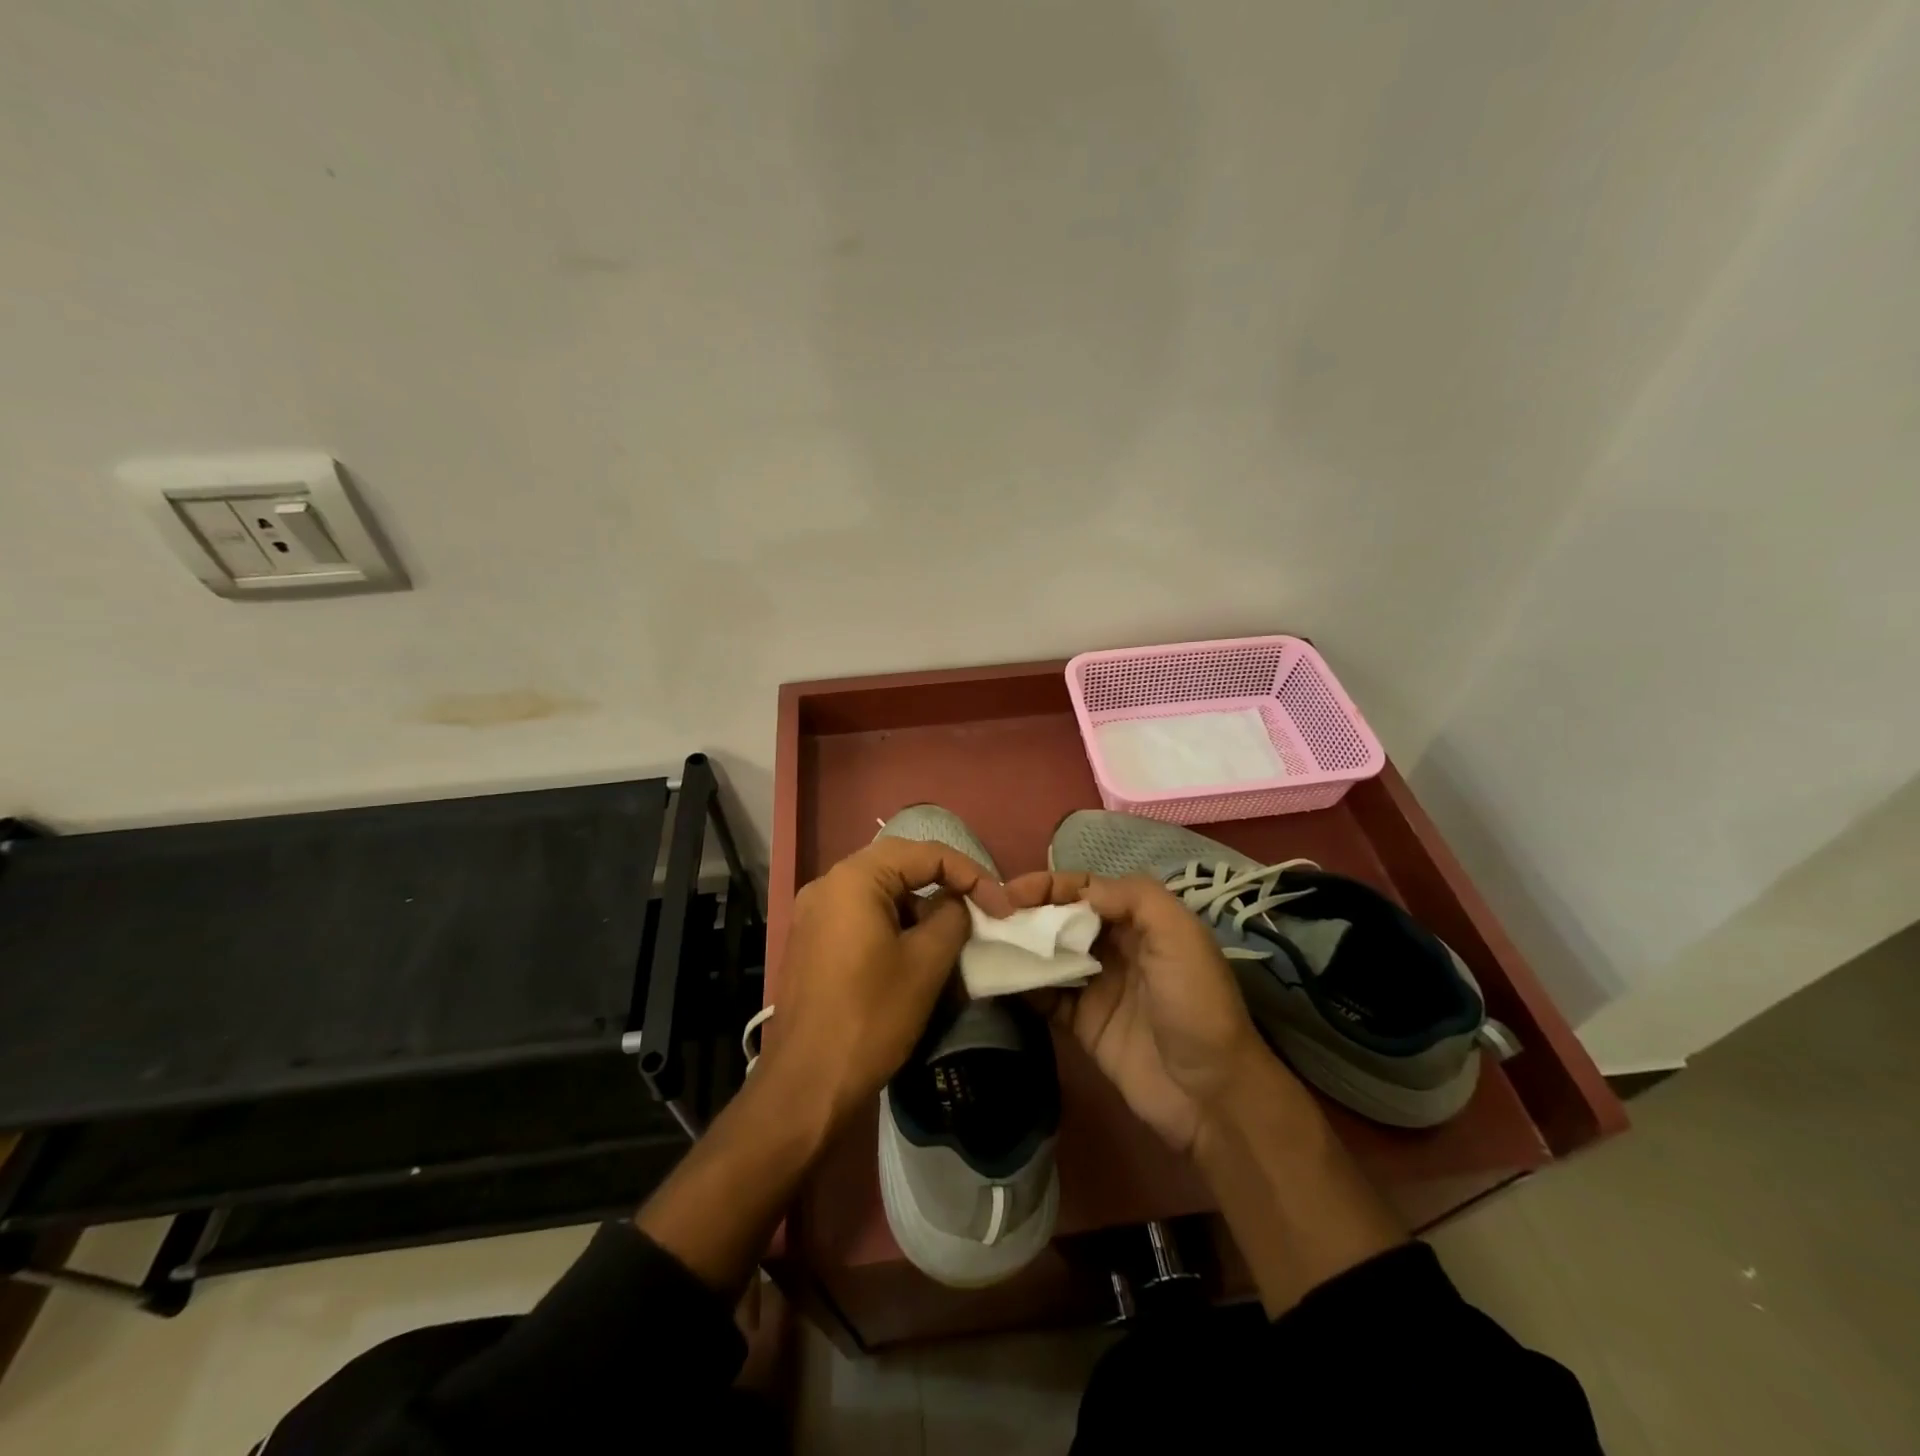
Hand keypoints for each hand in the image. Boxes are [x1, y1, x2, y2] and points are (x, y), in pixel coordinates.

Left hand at [767, 838, 1010, 1128]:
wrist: (805, 1086)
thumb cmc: (870, 1017)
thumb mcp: (926, 964)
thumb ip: (951, 917)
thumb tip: (956, 903)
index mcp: (854, 879)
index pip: (925, 853)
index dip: (971, 874)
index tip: (1002, 907)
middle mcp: (827, 884)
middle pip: (899, 866)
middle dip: (945, 884)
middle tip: (982, 909)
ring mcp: (813, 914)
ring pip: (880, 893)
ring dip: (920, 907)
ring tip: (953, 936)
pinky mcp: (811, 942)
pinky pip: (861, 916)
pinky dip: (894, 925)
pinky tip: (915, 954)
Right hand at [1005, 871, 1268, 1154]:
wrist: (1210, 1094)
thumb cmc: (1195, 1003)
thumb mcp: (1179, 935)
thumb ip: (1133, 898)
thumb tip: (1080, 890)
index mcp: (1140, 920)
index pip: (1085, 889)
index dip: (1049, 885)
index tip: (1010, 893)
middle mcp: (1116, 946)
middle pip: (1062, 919)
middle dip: (1026, 913)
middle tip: (987, 918)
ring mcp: (1097, 985)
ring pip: (1049, 955)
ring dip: (1019, 947)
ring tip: (981, 943)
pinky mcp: (1083, 1023)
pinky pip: (1045, 996)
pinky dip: (1021, 987)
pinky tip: (995, 980)